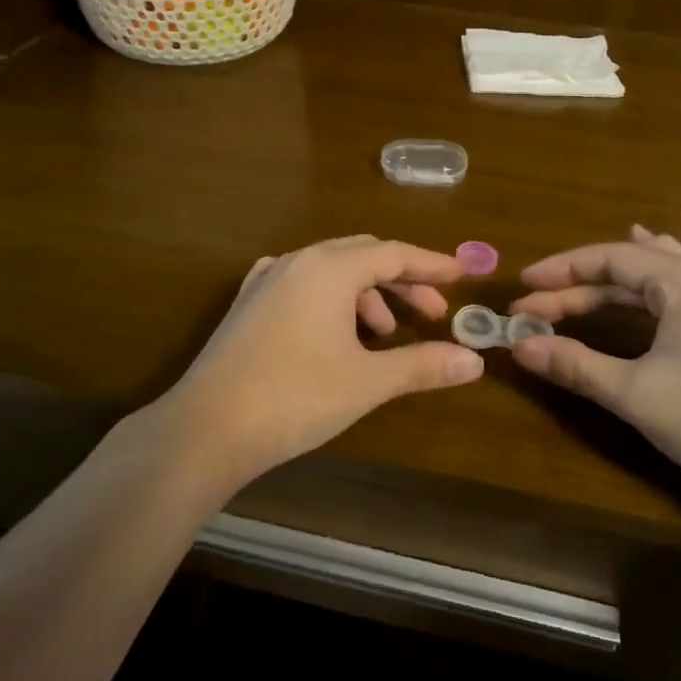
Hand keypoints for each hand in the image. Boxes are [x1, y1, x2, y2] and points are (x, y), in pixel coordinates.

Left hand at [157, 235, 484, 490]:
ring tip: (385, 336)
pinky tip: (336, 330)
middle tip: (432, 313)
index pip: (392, 253)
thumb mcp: (367, 382)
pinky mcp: (248, 304)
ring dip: (366, 295)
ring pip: (331, 271)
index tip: (461, 274)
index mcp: (328, 268)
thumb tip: (473, 361)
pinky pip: (302, 285)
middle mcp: (297, 262)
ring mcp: (266, 280)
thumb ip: (422, 365)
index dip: (430, 264)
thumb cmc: (295, 397)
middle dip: (402, 281)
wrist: (206, 427)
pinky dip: (332, 301)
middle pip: (362, 256)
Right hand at [509, 226, 680, 506]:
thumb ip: (574, 364)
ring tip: (578, 274)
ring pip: (655, 274)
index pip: (609, 258)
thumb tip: (519, 348)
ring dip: (610, 284)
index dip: (560, 271)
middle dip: (578, 286)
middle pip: (630, 266)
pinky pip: (677, 289)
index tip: (521, 289)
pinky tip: (639, 289)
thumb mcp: (635, 393)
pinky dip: (644, 289)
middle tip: (534, 308)